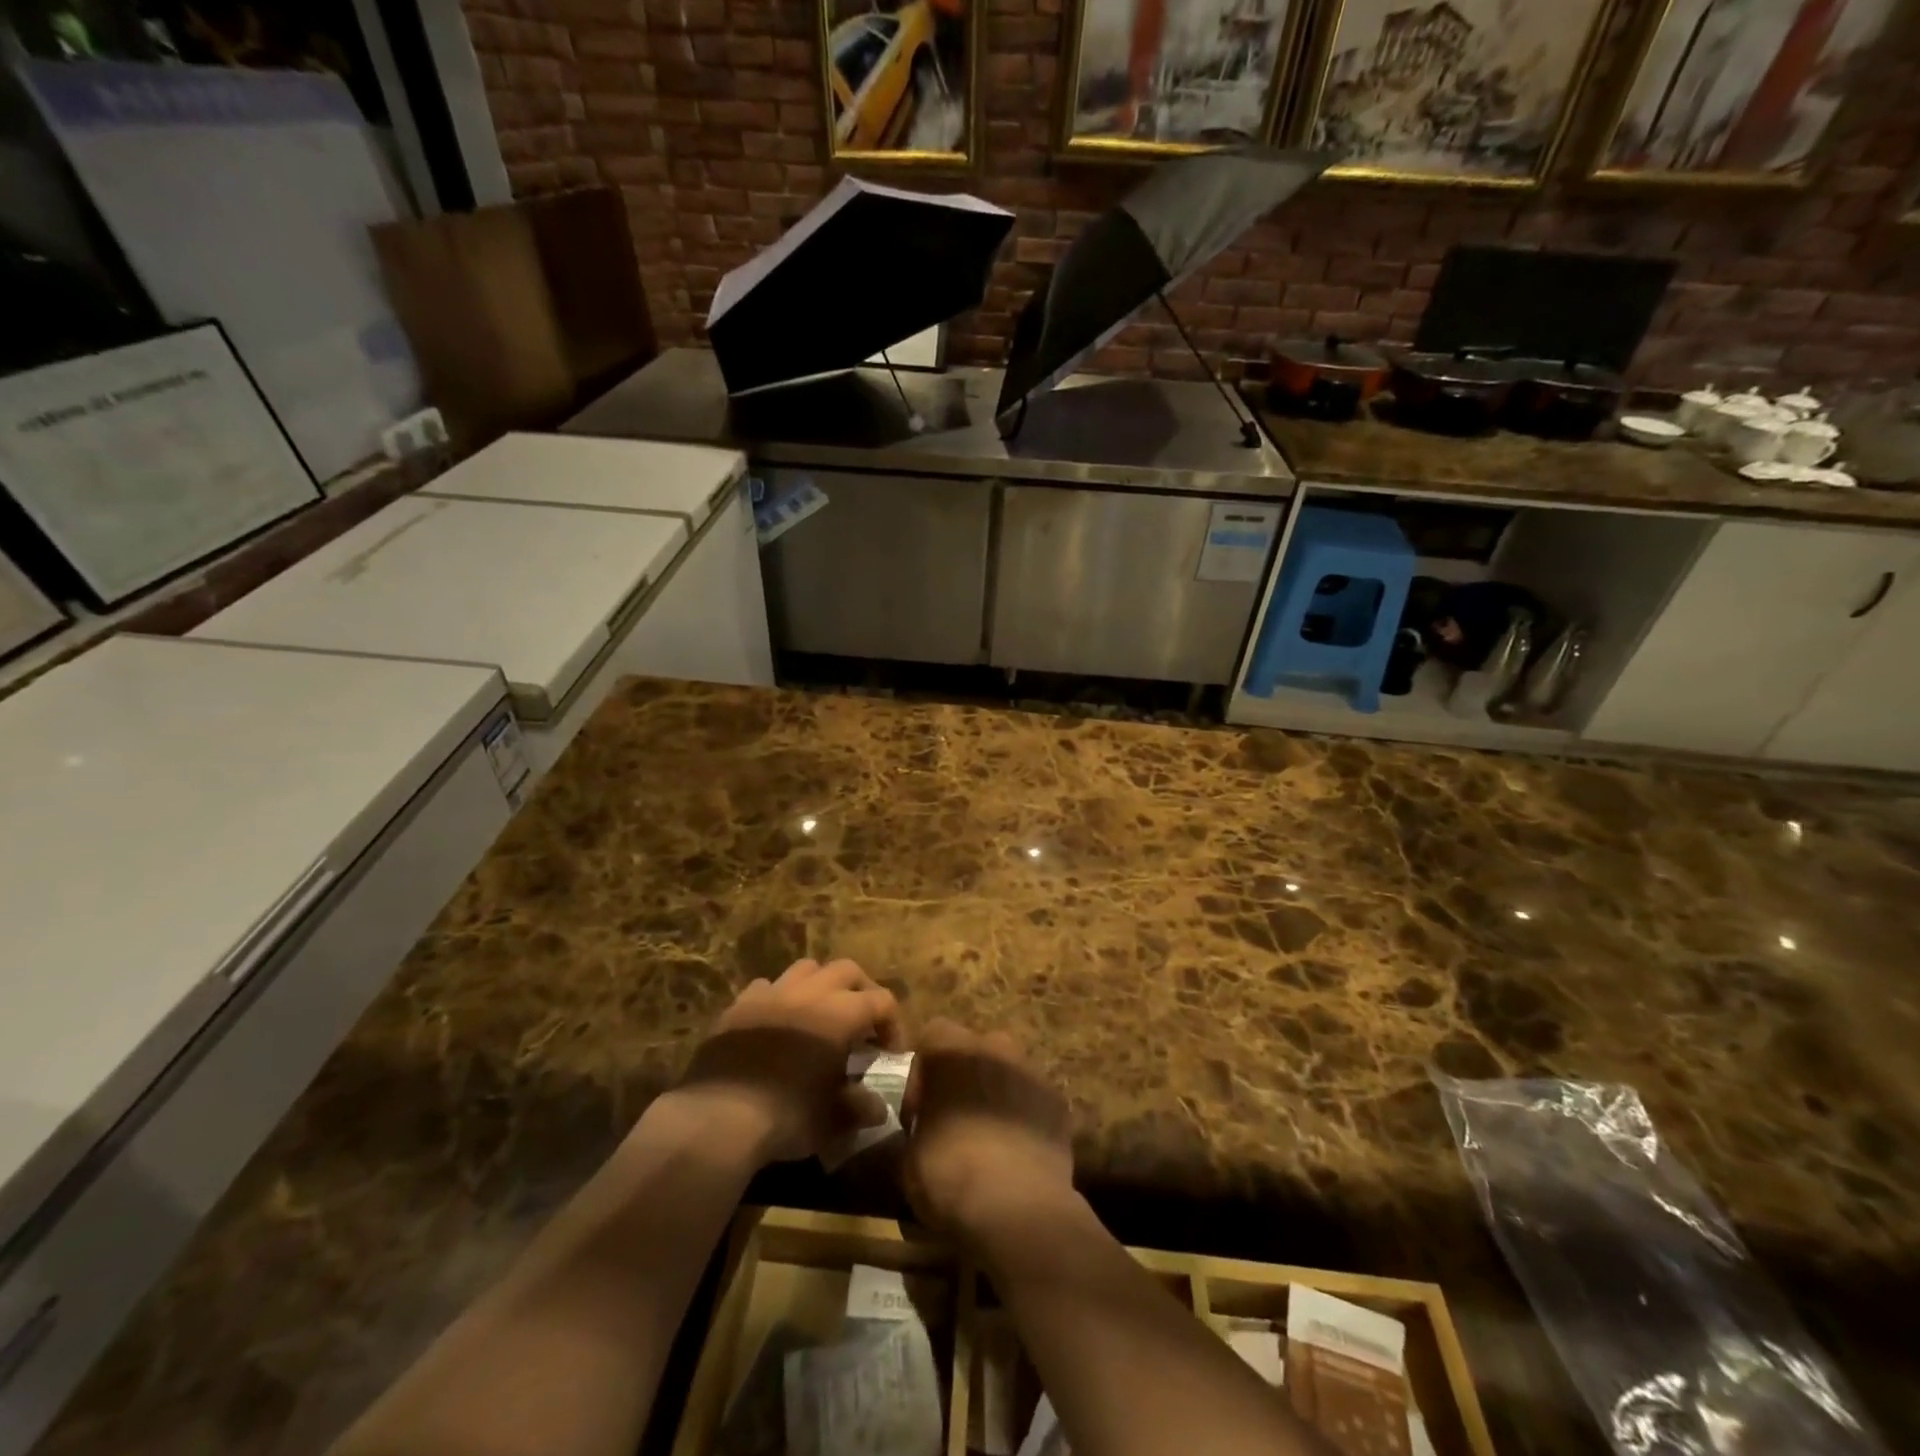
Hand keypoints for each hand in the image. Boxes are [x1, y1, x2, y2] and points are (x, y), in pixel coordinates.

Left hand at [678, 959, 904, 1165]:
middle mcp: (810, 992)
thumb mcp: (833, 1119)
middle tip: (863, 1023)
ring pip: (807, 969)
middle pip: (847, 970)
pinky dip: (780, 998)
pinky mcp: (739, 1005)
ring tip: (821, 1013)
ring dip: (821, 985)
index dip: (893, 1025)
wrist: (718, 1117)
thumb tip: (877, 1108)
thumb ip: (859, 1108)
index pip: (881, 1001)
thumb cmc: (786, 1115)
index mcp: (841, 1013)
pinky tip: (777, 1023)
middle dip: (862, 991)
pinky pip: (767, 987)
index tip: (890, 1053)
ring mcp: (771, 993)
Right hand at [902, 1019, 1075, 1243]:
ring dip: (996, 1095)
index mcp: (951, 1051)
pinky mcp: (1058, 1100)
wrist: (1018, 1207)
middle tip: (956, 1122)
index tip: (920, 1115)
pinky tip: (1019, 1153)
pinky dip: (1025, 1117)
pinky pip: (1034, 1099)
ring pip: (1007, 1071)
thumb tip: (918, 1135)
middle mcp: (993, 1047)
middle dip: (964, 1078)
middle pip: (974, 1049)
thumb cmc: (950, 1174)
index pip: (932, 1037)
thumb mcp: (909, 1158)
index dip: (922, 1075)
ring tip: (990, 1140)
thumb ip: (914, 1131)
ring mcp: (1031, 1070)